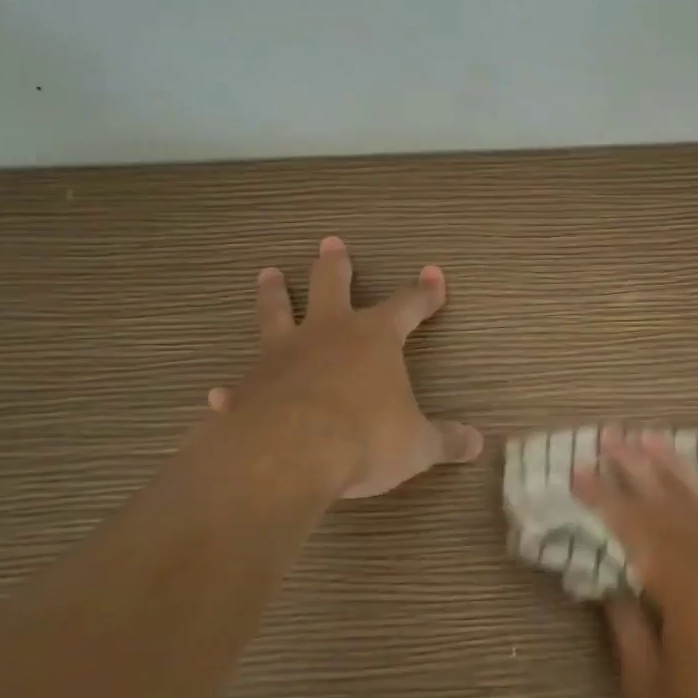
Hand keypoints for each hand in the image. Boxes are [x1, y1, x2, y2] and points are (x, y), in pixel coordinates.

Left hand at [209, 236, 482, 498]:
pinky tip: (219, 394)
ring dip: (274, 293)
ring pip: (276, 312)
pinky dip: (234, 390)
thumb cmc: (365, 438)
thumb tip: (478, 443)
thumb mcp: (417, 444)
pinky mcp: (249, 387)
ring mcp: (282, 356)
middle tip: (330, 242)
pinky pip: (241, 384)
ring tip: (268, 274)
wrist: (290, 454)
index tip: (433, 274)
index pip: (407, 305)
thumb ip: (446, 441)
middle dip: (335, 265)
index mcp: (374, 338)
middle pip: (330, 285)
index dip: (424, 292)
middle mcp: (327, 334)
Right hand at [573, 429, 697, 697]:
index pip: (637, 530)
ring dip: (679, 466)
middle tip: (611, 437)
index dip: (605, 498)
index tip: (579, 470)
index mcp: (691, 593)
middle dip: (637, 468)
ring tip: (650, 436)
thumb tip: (613, 576)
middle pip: (673, 505)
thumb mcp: (649, 689)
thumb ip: (626, 622)